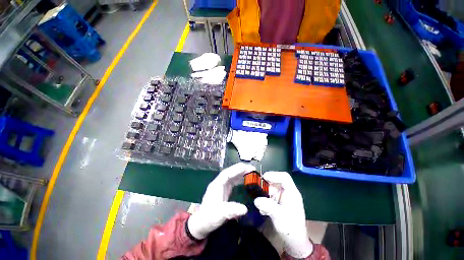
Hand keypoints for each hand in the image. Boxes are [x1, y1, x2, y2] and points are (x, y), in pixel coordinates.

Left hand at [187, 163, 255, 239]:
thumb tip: (245, 209)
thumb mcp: (219, 215)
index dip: (235, 169)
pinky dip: (239, 179)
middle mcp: (219, 183)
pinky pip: (233, 182)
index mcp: (216, 185)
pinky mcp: (224, 191)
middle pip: (230, 173)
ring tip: (251, 172)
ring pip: (232, 176)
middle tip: (252, 168)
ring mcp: (221, 187)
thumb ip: (231, 211)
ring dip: (240, 173)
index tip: (245, 167)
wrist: (202, 224)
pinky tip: (245, 180)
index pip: (226, 174)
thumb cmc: (209, 218)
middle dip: (240, 169)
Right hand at [254, 172, 312, 257]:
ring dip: (264, 195)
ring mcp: (283, 197)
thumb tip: (256, 200)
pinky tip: (262, 210)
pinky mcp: (278, 202)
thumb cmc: (291, 228)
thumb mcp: (279, 216)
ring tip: (260, 204)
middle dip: (266, 186)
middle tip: (256, 190)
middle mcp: (287, 192)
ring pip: (271, 189)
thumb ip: (268, 206)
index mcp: (292, 193)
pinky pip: (269, 196)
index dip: (274, 175)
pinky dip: (265, 200)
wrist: (294, 242)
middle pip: (275, 182)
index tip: (263, 177)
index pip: (284, 177)